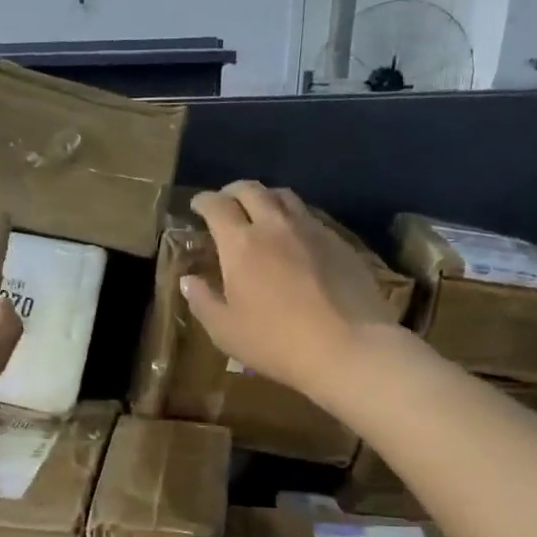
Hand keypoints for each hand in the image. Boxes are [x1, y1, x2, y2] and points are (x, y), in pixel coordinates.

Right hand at [180, 182, 397, 399]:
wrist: (347, 347)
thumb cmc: (275, 342)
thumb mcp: (225, 331)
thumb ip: (202, 301)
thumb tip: (189, 280)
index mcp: (240, 244)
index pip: (216, 206)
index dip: (203, 201)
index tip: (197, 206)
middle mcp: (274, 226)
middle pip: (251, 190)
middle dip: (232, 191)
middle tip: (225, 203)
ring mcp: (311, 230)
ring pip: (284, 196)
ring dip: (266, 197)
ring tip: (260, 212)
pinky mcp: (339, 241)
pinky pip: (310, 216)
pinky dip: (293, 217)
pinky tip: (294, 237)